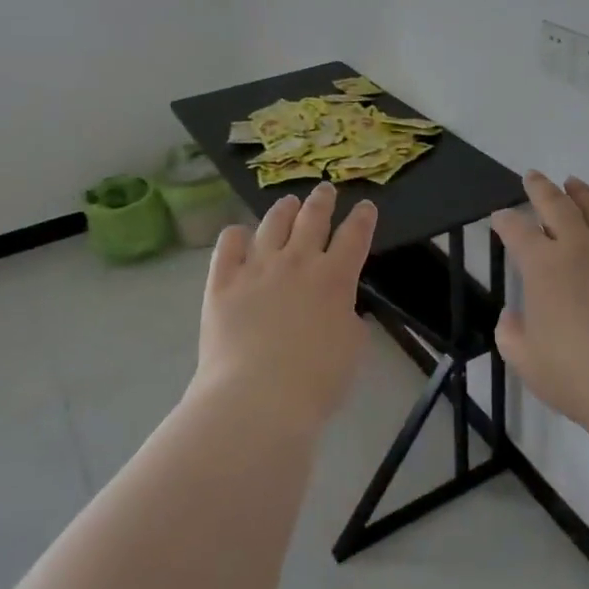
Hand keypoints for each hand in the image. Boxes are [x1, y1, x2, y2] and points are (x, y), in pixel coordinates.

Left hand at [191, 182, 375, 435]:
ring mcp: (257, 268)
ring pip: (272, 223)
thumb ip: (348, 319)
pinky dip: (236, 235)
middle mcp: (297, 262)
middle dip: (322, 200)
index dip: (362, 218)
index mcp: (334, 278)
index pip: (354, 236)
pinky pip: (228, 245)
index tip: (365, 206)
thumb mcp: (351, 350)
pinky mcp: (223, 282)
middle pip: (313, 218)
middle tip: (326, 190)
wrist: (256, 398)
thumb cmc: (315, 383)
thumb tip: (339, 308)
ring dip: (284, 209)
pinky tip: (239, 234)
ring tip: (288, 202)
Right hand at [492, 173, 588, 441]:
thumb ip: (511, 335)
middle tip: (533, 176)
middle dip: (541, 189)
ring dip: (583, 194)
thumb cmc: (580, 377)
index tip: (499, 217)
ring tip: (574, 183)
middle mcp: (580, 248)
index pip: (517, 231)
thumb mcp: (527, 362)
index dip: (505, 221)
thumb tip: (511, 316)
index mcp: (544, 267)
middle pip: (557, 206)